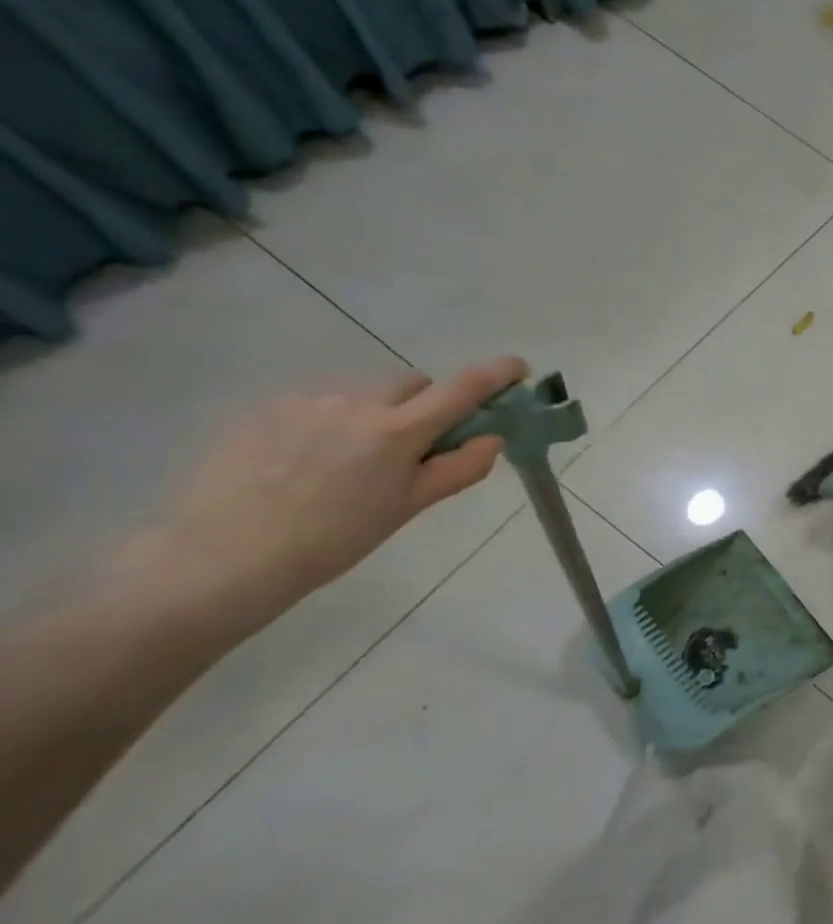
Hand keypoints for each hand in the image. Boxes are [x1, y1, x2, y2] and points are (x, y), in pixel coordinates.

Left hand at [149, 357, 527, 609]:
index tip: (517, 367)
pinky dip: (329, 422)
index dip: (496, 374)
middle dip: (425, 404)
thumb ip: (457, 469)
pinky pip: (319, 403)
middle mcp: (358, 403)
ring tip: (345, 462)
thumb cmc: (333, 540)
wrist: (223, 556)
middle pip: (412, 383)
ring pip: (364, 394)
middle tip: (413, 446)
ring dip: (374, 414)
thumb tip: (491, 439)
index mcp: (398, 431)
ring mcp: (308, 401)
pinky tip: (304, 461)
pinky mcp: (267, 408)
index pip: (462, 389)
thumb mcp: (407, 509)